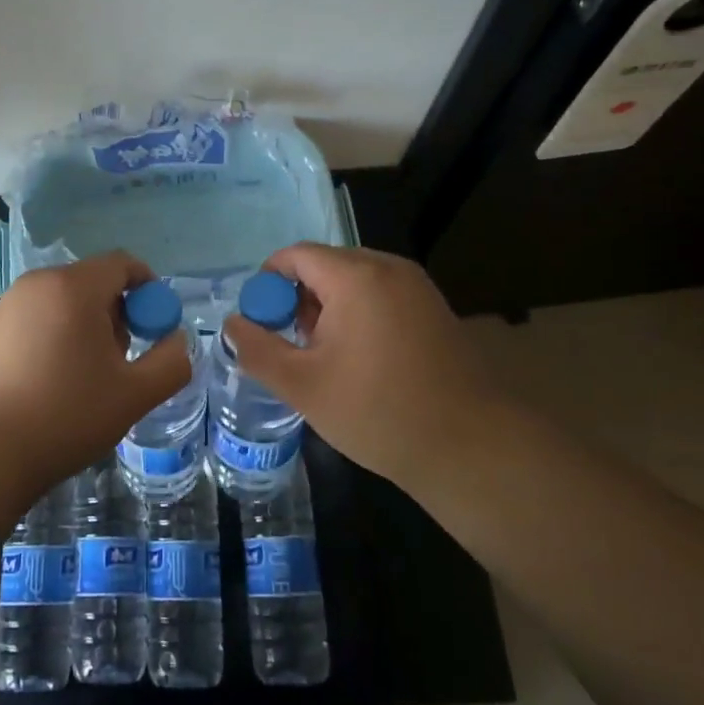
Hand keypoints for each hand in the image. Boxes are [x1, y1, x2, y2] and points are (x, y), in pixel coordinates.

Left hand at [0, 251, 191, 488]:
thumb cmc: (65, 416)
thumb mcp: (134, 395)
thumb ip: (171, 362)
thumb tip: (176, 340)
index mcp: (75, 287)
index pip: (123, 264)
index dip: (149, 290)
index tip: (155, 329)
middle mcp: (39, 283)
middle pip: (94, 281)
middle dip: (118, 313)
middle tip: (122, 361)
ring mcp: (9, 304)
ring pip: (66, 301)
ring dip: (88, 327)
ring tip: (87, 377)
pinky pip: (39, 317)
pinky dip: (58, 335)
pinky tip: (53, 382)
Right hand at [223, 244, 508, 492]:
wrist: (472, 448)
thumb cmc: (379, 412)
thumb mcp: (303, 385)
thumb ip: (257, 349)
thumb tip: (231, 324)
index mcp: (356, 276)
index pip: (295, 255)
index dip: (268, 284)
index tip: (260, 324)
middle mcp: (389, 268)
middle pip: (325, 265)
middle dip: (298, 300)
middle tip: (291, 347)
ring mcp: (417, 287)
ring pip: (353, 282)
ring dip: (328, 310)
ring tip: (323, 359)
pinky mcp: (434, 310)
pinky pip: (380, 296)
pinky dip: (358, 316)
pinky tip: (360, 361)